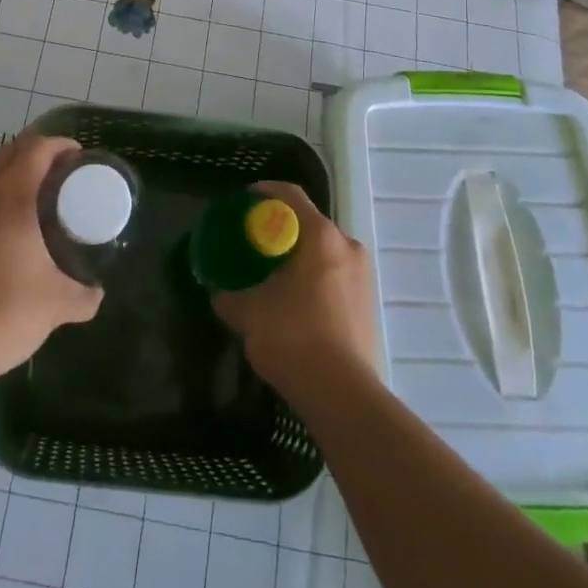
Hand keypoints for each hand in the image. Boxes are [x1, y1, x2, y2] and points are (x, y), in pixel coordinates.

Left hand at [0, 131, 103, 383]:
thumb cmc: (6, 313)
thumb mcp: (59, 304)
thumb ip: (85, 294)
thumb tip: (97, 292)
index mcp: (12, 196)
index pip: (37, 147)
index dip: (61, 144)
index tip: (80, 158)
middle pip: (12, 151)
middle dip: (39, 152)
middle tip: (65, 173)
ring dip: (16, 173)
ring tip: (41, 198)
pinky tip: (12, 228)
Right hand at [211, 182, 379, 396]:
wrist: (344, 396)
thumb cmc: (294, 338)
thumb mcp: (248, 313)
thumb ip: (229, 296)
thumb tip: (217, 292)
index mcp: (321, 236)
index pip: (290, 195)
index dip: (265, 191)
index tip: (245, 201)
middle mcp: (348, 246)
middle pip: (310, 223)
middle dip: (282, 228)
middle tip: (256, 242)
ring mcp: (364, 275)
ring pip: (325, 251)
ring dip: (300, 255)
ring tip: (274, 274)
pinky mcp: (369, 303)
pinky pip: (336, 275)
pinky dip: (315, 277)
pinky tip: (297, 301)